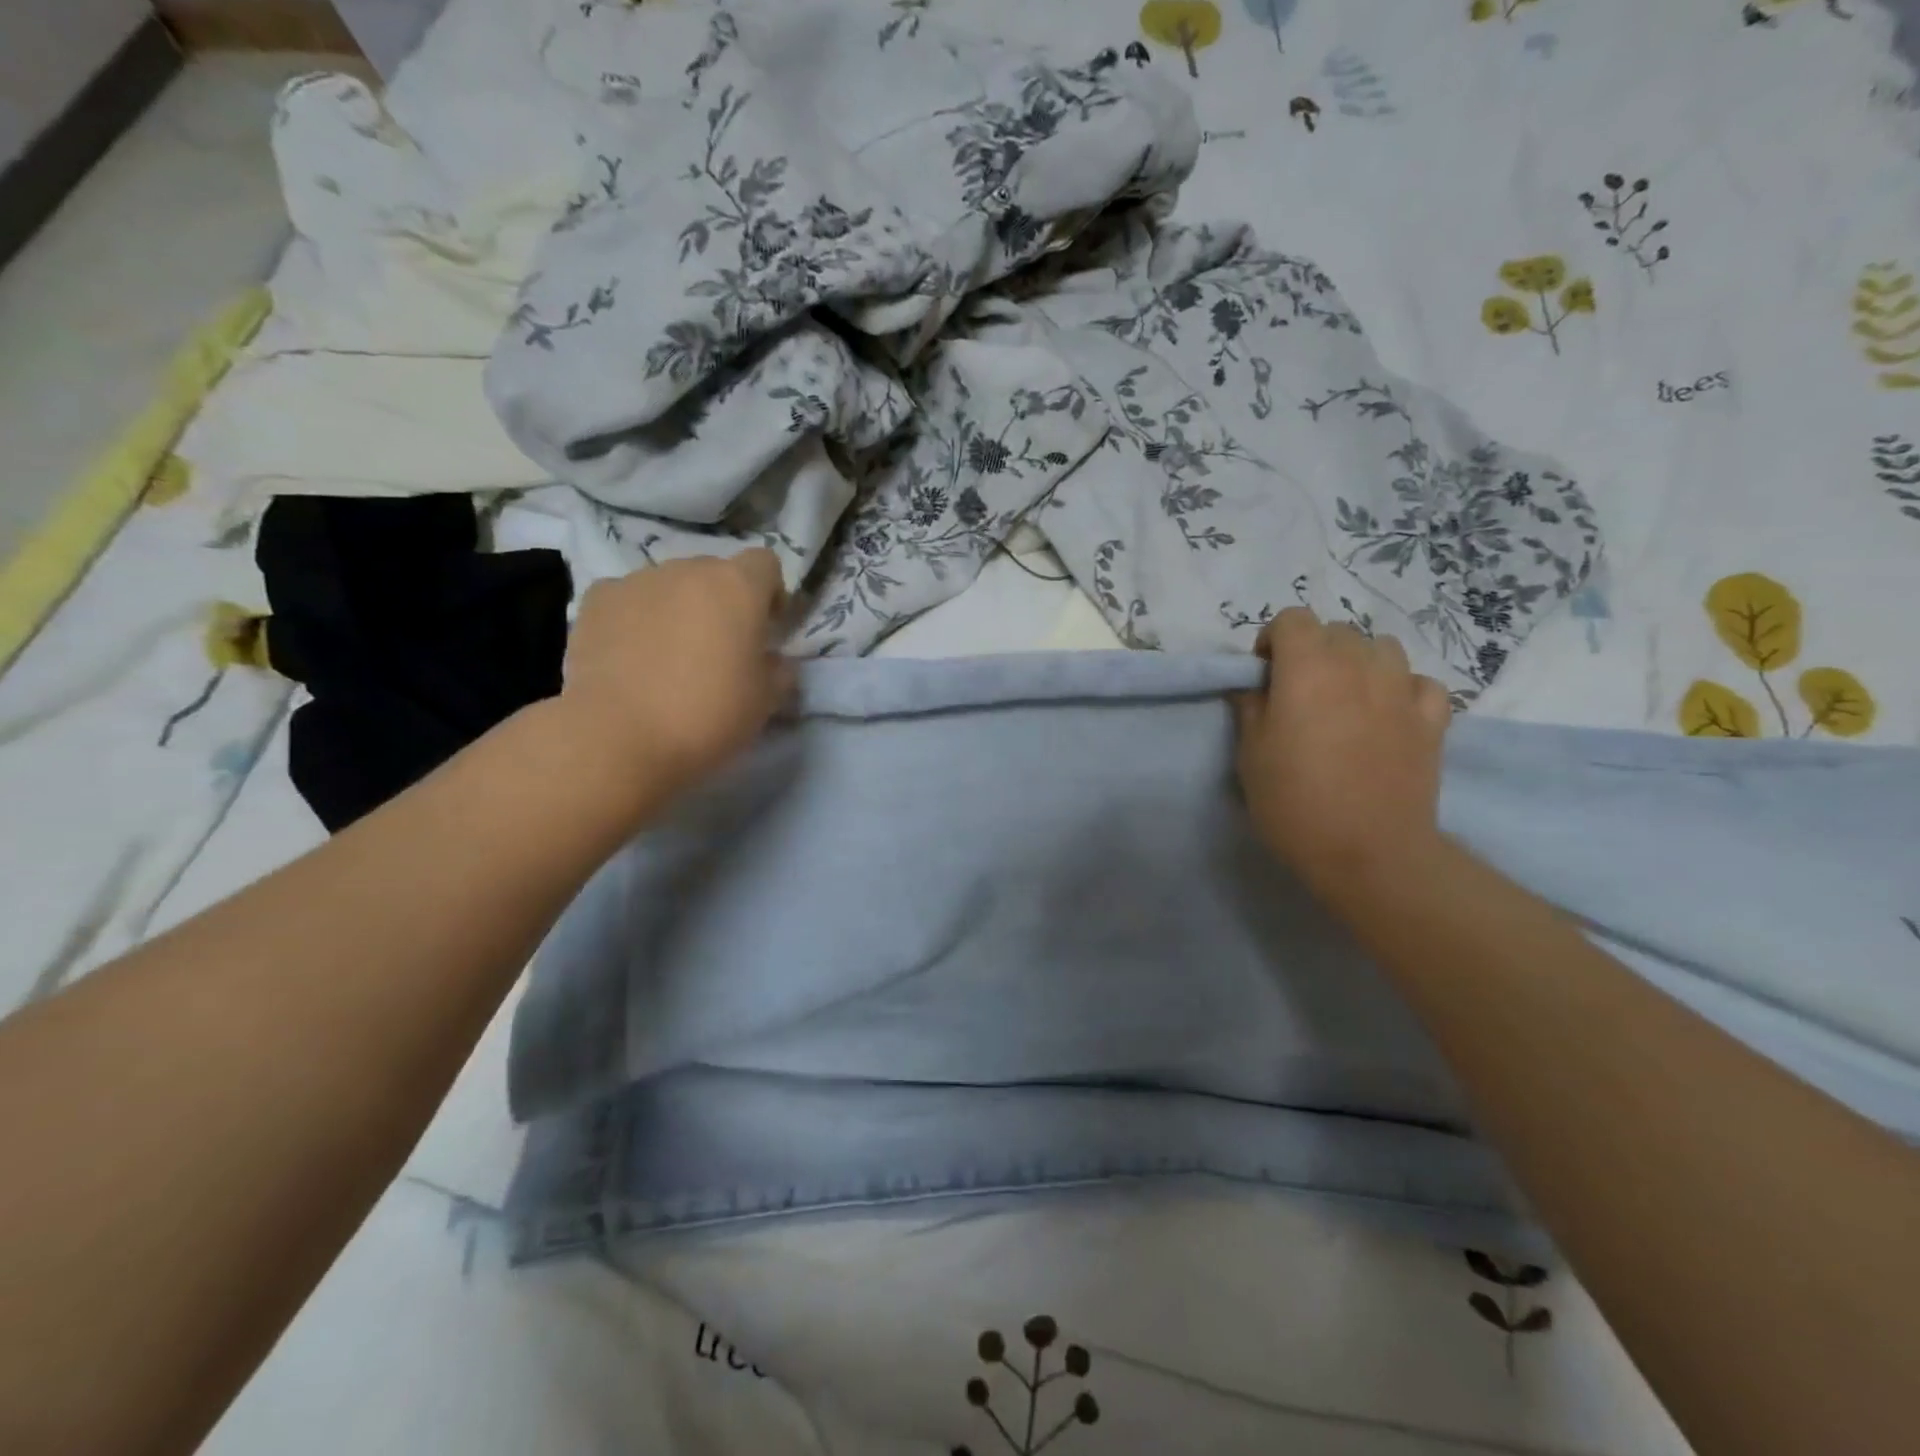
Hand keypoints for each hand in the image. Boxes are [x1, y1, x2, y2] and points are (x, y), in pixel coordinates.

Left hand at [558, 551, 793, 805]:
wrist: (620, 736)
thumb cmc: (709, 715)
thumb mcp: (766, 701)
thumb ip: (779, 670)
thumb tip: (773, 660)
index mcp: (738, 586)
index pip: (765, 564)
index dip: (770, 593)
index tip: (766, 628)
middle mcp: (688, 569)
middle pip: (715, 572)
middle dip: (722, 602)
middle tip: (719, 648)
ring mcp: (637, 580)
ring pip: (670, 585)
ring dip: (678, 609)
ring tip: (669, 657)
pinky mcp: (596, 600)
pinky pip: (628, 599)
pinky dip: (636, 618)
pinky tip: (632, 656)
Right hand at [1233, 607, 1452, 899]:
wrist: (1368, 851)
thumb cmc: (1294, 801)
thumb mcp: (1250, 754)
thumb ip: (1250, 707)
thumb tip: (1253, 685)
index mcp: (1308, 668)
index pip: (1292, 618)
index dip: (1273, 641)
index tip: (1265, 676)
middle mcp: (1359, 665)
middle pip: (1336, 630)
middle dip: (1314, 650)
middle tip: (1301, 693)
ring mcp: (1402, 689)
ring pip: (1382, 647)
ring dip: (1359, 662)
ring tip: (1346, 698)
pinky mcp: (1433, 719)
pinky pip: (1419, 682)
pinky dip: (1401, 688)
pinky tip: (1389, 714)